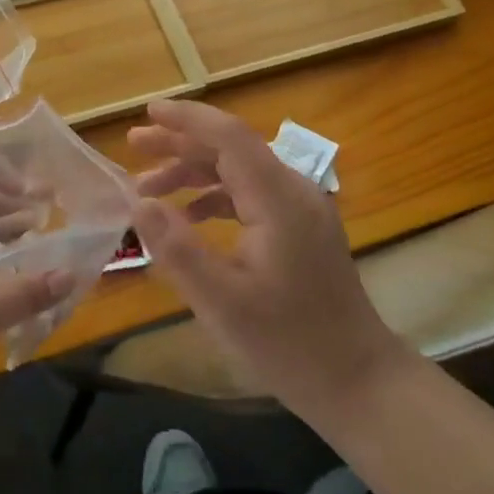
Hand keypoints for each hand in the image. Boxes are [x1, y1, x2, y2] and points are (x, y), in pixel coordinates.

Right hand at [128, 100, 411, 421]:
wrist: (358, 382)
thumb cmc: (289, 344)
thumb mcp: (222, 302)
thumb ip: (177, 248)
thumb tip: (138, 203)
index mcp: (279, 200)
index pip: (229, 137)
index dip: (187, 119)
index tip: (147, 111)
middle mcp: (294, 192)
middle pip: (232, 148)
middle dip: (180, 142)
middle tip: (134, 144)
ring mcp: (300, 210)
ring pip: (239, 170)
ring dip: (193, 172)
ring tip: (147, 187)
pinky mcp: (300, 228)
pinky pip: (250, 195)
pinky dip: (213, 197)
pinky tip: (186, 217)